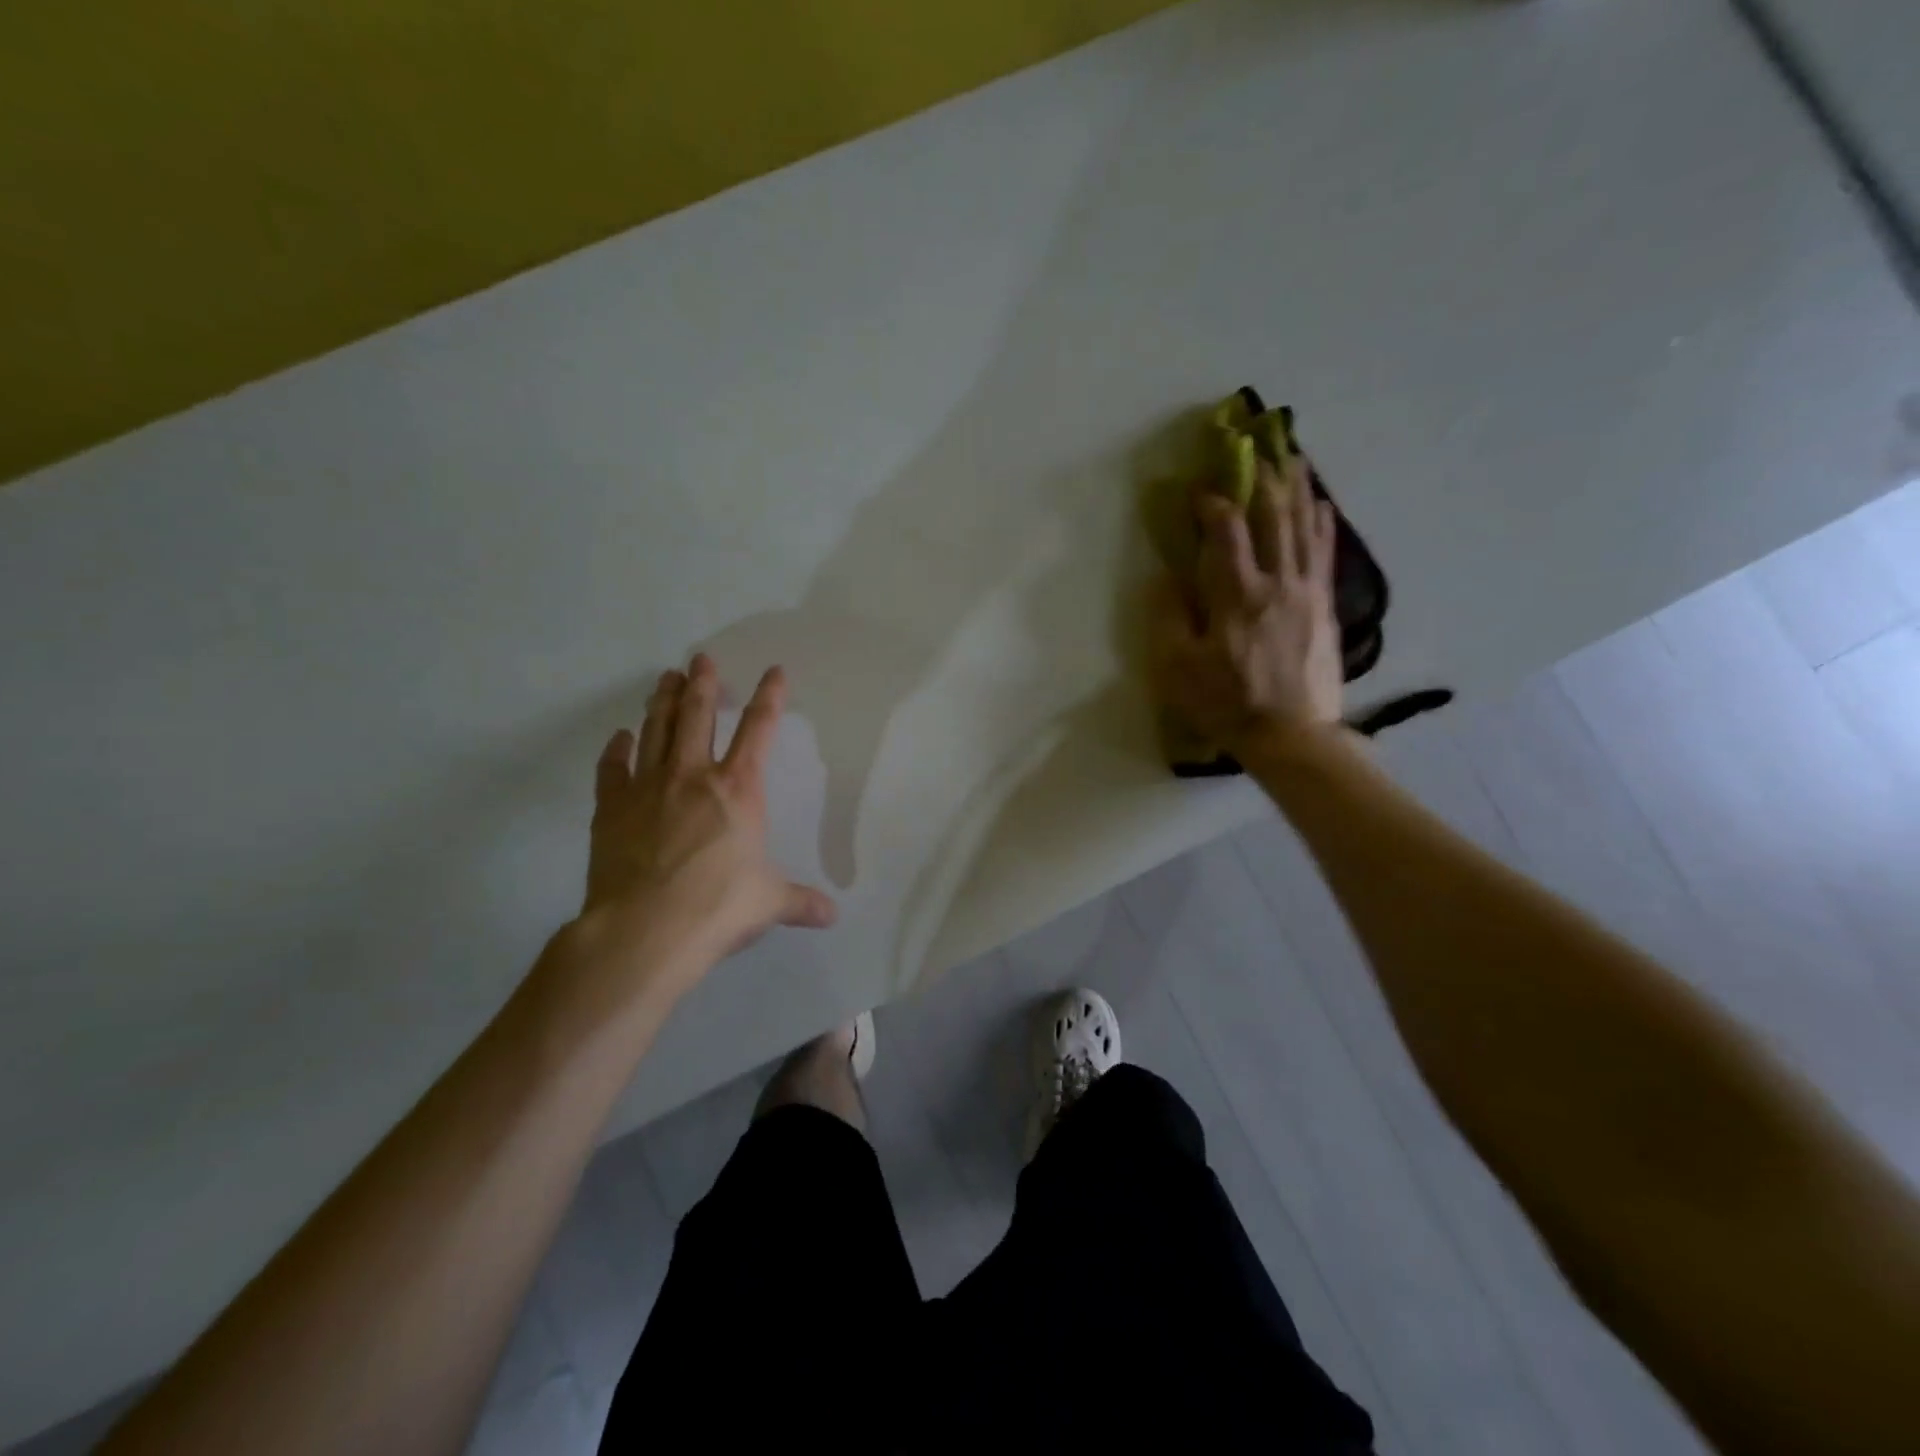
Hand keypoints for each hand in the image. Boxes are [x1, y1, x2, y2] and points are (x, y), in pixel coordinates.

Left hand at [576, 654, 835, 1005]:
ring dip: (662, 701)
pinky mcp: (612, 808)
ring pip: (656, 730)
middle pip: (698, 715)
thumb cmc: (718, 907)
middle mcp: (693, 776)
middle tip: (701, 658)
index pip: (759, 730)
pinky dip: (617, 749)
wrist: (645, 929)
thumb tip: (831, 916)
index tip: (774, 671)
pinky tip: (620, 737)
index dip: (770, 697)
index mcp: (738, 789)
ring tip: (665, 678)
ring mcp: (648, 787)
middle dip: (702, 683)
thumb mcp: (768, 903)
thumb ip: (799, 902)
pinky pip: (613, 768)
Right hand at [1148, 456, 1344, 751]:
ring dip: (1298, 489)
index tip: (1198, 489)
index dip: (1212, 502)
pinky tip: (1322, 506)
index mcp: (1236, 595)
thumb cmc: (1226, 703)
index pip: (1225, 531)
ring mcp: (1307, 593)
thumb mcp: (1178, 668)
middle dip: (1264, 478)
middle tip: (1259, 447)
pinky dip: (1323, 524)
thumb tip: (1165, 577)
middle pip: (1273, 517)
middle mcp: (1277, 582)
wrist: (1291, 735)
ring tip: (1295, 458)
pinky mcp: (1326, 607)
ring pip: (1304, 528)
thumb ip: (1170, 618)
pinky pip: (1325, 554)